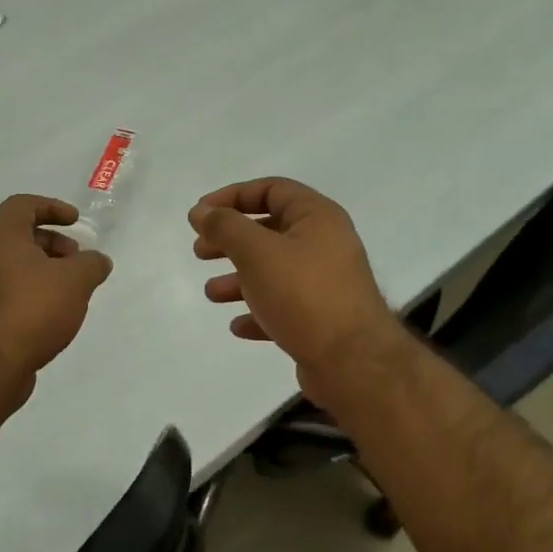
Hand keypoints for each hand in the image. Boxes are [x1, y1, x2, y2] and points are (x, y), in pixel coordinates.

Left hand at [0, 195, 113, 389]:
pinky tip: (55, 316)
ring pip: (15, 267)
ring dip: (45, 271)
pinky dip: (34, 294)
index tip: (76, 222)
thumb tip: (98, 261)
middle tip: (77, 260)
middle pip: (19, 236)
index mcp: (0, 237)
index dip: (52, 207)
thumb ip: (92, 265)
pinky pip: (10, 294)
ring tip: (72, 292)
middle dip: (53, 242)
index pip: (22, 205)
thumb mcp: (75, 281)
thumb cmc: (31, 310)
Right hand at [190, 178, 403, 399]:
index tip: (200, 214)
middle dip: (231, 240)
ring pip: (274, 271)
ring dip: (239, 279)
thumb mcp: (256, 252)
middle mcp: (326, 244)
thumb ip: (225, 227)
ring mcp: (326, 283)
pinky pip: (284, 307)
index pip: (272, 190)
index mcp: (317, 217)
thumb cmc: (303, 295)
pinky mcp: (322, 319)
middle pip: (270, 231)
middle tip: (200, 252)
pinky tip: (238, 325)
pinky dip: (258, 310)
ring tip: (211, 293)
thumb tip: (202, 210)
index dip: (232, 196)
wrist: (352, 361)